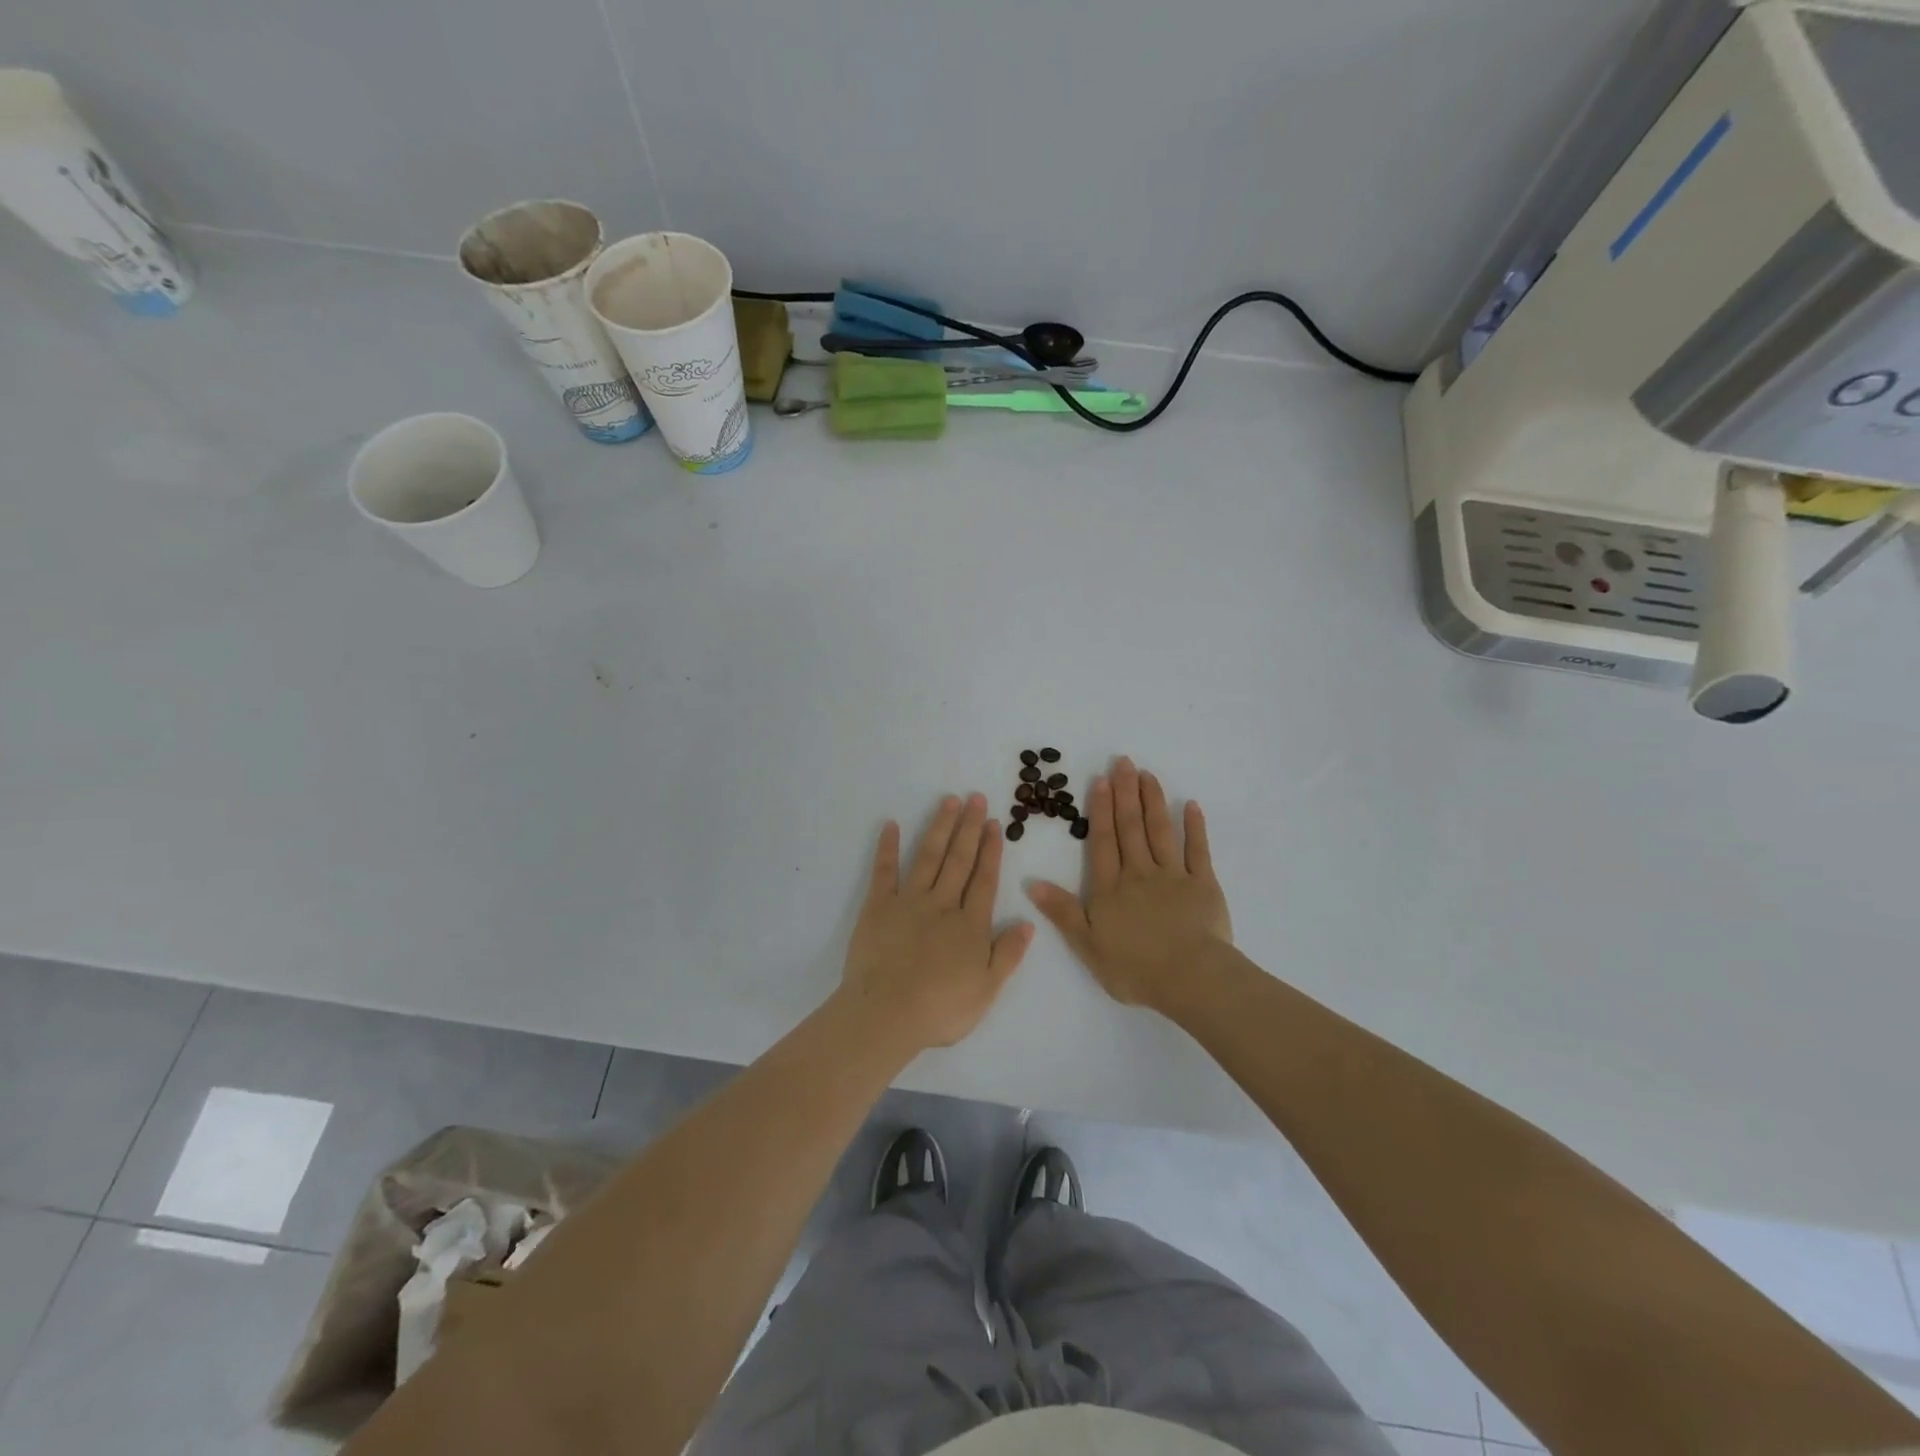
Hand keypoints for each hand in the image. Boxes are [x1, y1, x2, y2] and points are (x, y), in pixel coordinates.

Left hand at [839, 793, 1034, 1051]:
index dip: (991, 850)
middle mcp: (942, 904)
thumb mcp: (987, 989)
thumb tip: (1029, 922)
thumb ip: (1008, 954)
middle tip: (975, 798)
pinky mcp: (878, 906)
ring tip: (949, 801)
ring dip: (940, 827)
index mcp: (970, 924)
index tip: (994, 823)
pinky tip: (891, 825)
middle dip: (969, 827)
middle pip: (959, 860)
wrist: (887, 1014)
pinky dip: (887, 847)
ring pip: (928, 857)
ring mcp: (909, 901)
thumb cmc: (941, 1008)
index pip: (984, 880)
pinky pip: (884, 871)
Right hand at [1028, 757, 1231, 1011]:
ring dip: (1153, 801)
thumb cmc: (1135, 968)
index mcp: (1111, 888)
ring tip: (1147, 775)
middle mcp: (1140, 873)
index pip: (1103, 842)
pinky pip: (1198, 850)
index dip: (1101, 810)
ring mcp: (1174, 876)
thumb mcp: (1087, 945)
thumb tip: (1031, 882)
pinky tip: (1191, 806)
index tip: (1101, 780)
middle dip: (1126, 793)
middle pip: (1131, 828)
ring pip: (1161, 831)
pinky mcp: (1203, 885)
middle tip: (1123, 762)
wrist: (1191, 979)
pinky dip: (1195, 827)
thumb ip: (1062, 911)